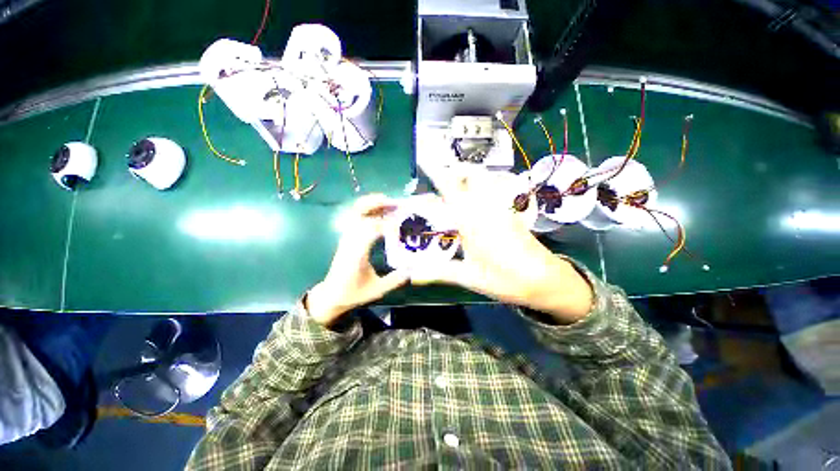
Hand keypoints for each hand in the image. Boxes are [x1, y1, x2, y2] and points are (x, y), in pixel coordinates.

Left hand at [306, 194, 408, 325]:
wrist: (331, 295)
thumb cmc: (353, 293)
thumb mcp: (376, 290)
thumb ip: (394, 280)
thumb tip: (412, 270)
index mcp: (356, 253)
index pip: (370, 230)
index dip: (387, 225)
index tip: (401, 226)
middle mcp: (350, 241)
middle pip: (358, 213)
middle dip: (376, 204)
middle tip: (395, 203)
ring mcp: (347, 237)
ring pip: (356, 213)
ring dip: (373, 204)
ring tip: (390, 203)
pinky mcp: (348, 237)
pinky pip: (357, 218)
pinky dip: (369, 211)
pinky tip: (382, 213)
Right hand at [410, 165, 592, 323]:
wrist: (545, 280)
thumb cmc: (506, 279)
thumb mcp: (469, 277)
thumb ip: (439, 273)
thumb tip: (411, 276)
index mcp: (473, 222)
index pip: (451, 191)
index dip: (437, 174)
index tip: (425, 159)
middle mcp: (487, 208)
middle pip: (471, 177)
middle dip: (454, 171)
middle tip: (439, 178)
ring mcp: (501, 208)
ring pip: (485, 181)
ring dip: (469, 178)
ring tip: (454, 187)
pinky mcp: (510, 213)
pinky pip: (495, 191)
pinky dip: (482, 188)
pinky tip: (475, 201)